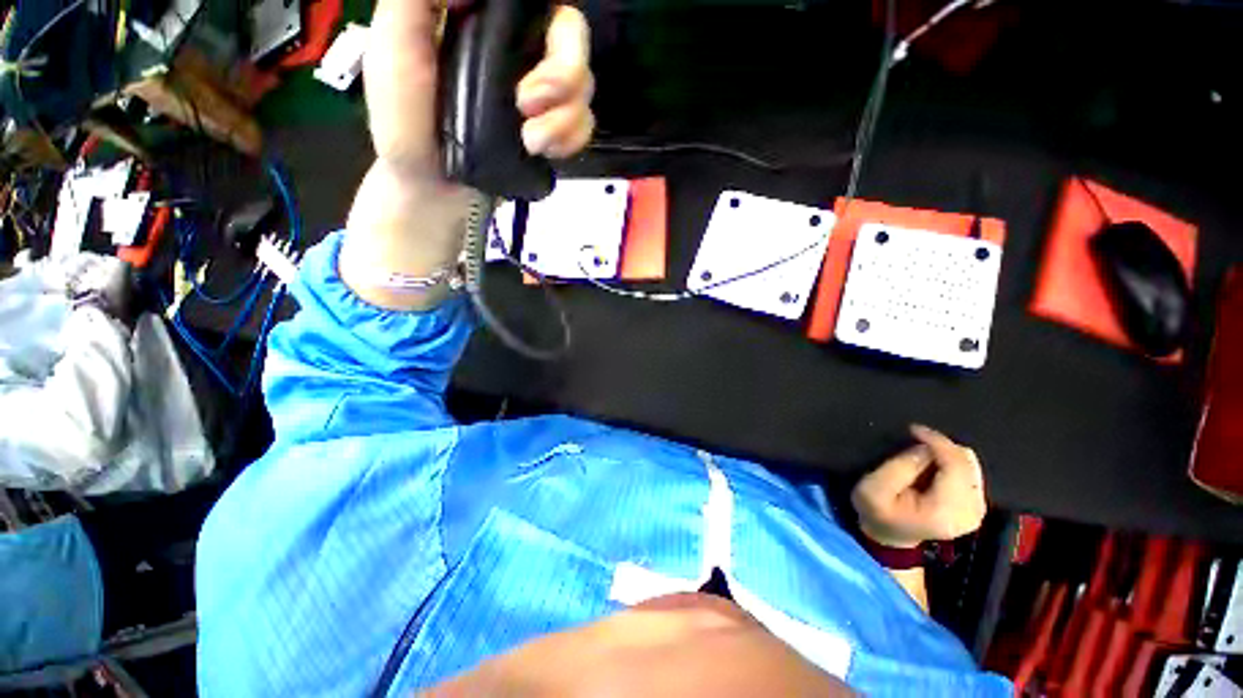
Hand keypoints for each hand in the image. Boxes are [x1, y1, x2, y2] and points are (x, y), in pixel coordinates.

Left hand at [342, 0, 594, 309]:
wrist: (434, 190)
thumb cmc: (406, 121)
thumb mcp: (393, 46)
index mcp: (483, 21)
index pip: (535, 4)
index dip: (547, 16)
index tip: (528, 43)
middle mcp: (518, 52)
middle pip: (572, 36)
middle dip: (564, 72)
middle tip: (529, 103)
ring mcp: (540, 95)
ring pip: (584, 86)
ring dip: (565, 117)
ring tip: (531, 141)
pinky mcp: (551, 133)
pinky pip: (584, 126)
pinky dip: (571, 140)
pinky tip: (544, 152)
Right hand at [851, 424, 986, 548]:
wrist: (889, 536)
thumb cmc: (877, 511)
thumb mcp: (874, 488)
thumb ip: (900, 467)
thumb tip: (925, 448)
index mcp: (946, 511)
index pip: (956, 466)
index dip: (937, 442)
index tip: (914, 429)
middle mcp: (971, 512)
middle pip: (967, 463)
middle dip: (941, 447)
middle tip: (915, 441)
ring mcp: (977, 509)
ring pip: (970, 464)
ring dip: (946, 454)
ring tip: (922, 453)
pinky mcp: (975, 505)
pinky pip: (969, 471)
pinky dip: (951, 462)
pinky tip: (933, 464)